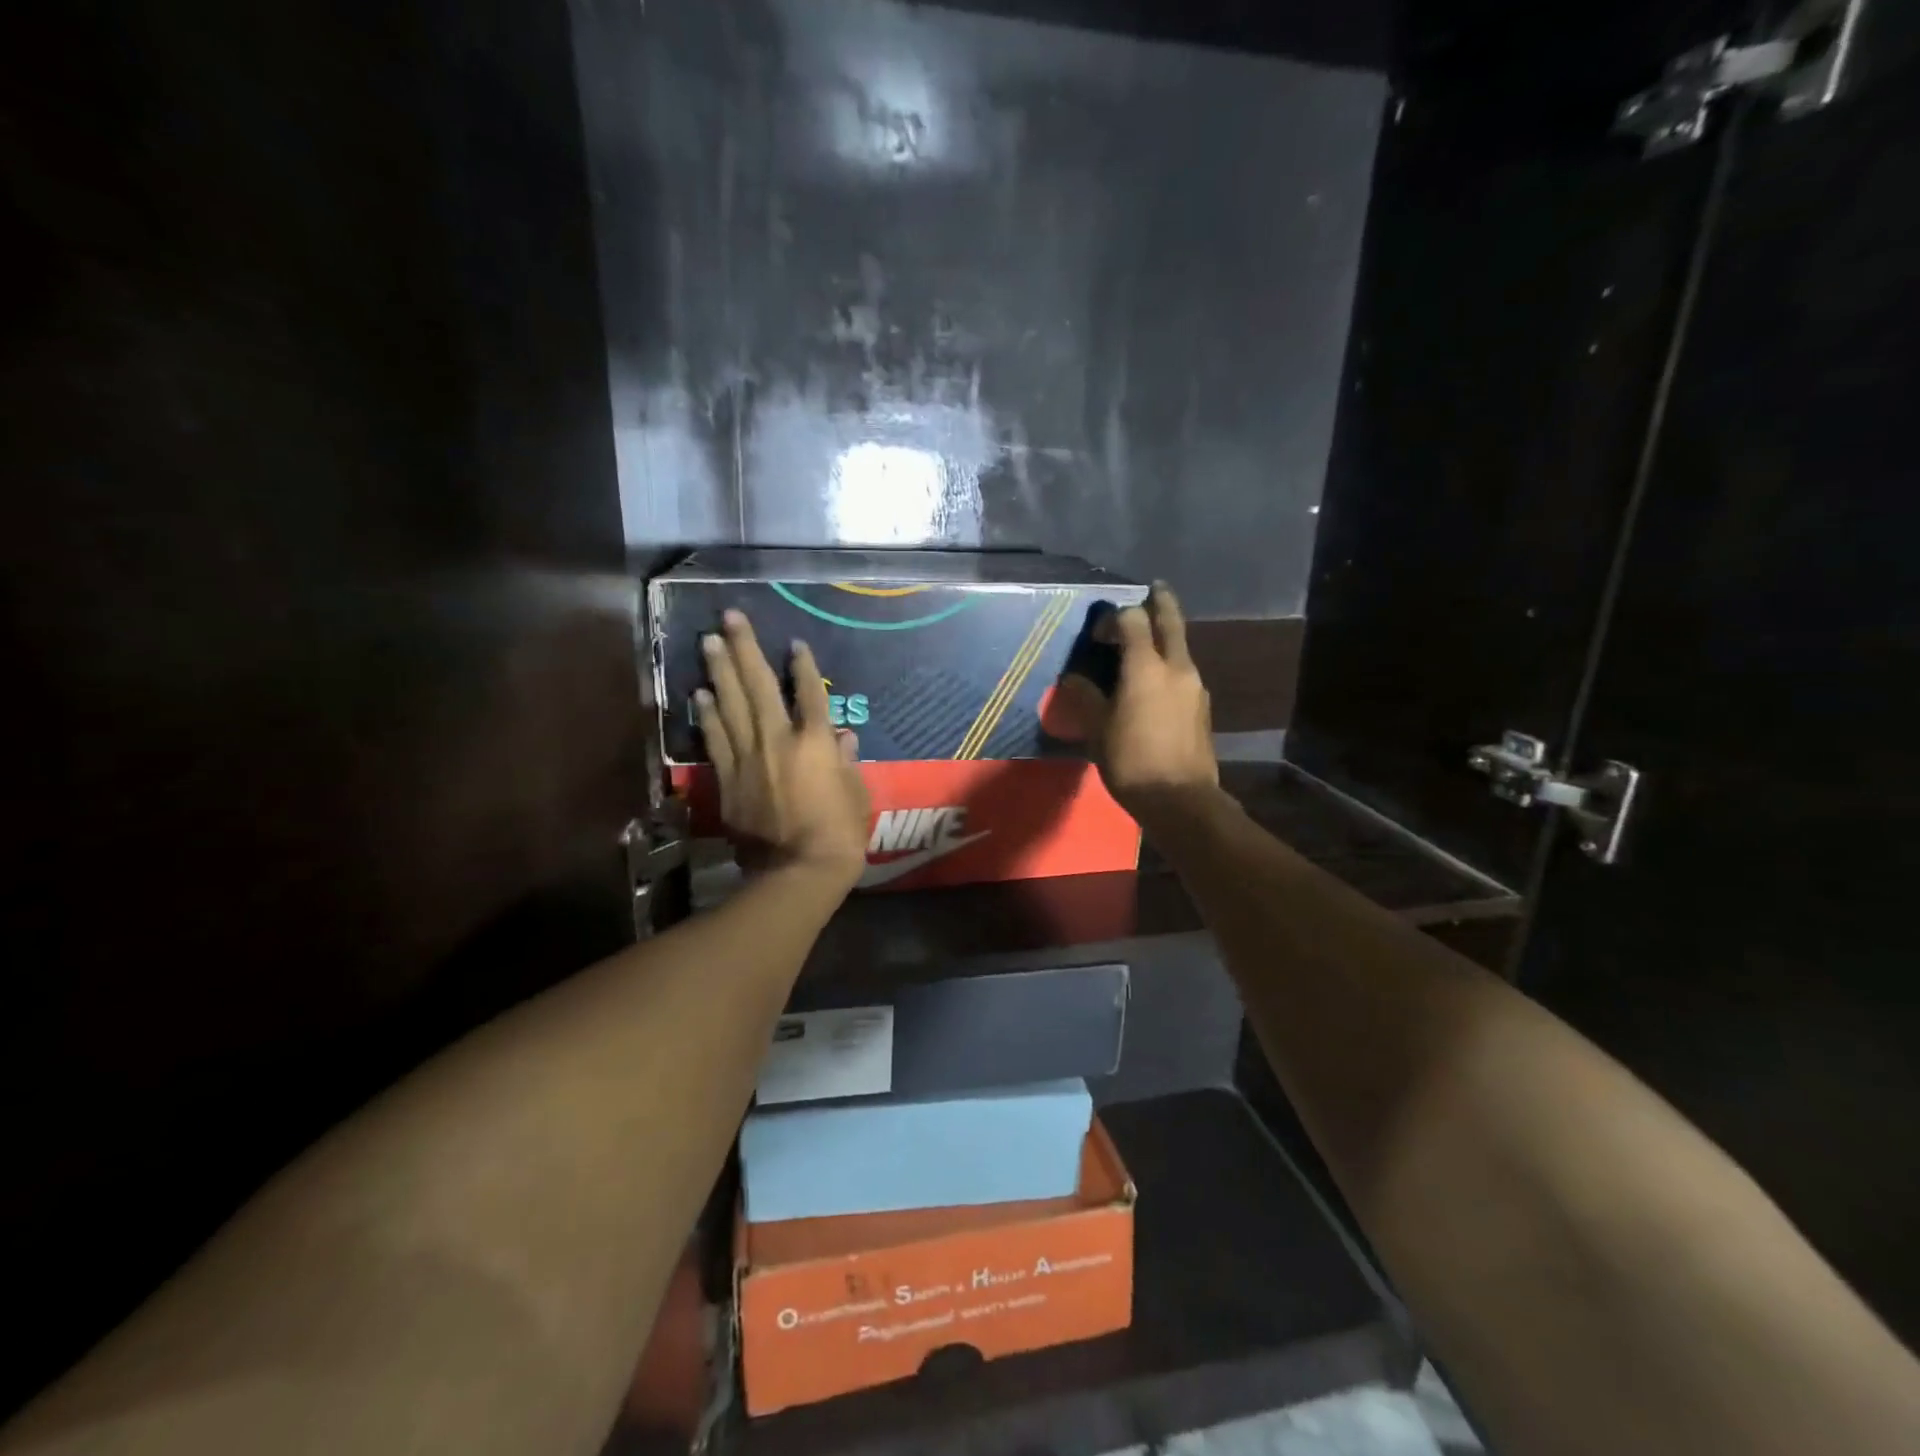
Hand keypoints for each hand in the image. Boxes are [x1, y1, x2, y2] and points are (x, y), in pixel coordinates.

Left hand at [695, 610, 870, 889]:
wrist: (797, 871)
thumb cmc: (839, 833)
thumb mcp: (856, 794)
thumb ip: (846, 761)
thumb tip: (842, 736)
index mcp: (816, 742)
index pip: (810, 693)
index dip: (803, 666)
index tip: (795, 643)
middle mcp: (778, 739)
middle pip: (759, 685)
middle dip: (746, 649)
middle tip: (731, 618)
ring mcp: (749, 757)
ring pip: (731, 705)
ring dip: (719, 671)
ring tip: (708, 641)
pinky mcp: (728, 779)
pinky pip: (716, 739)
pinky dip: (707, 715)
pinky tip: (700, 694)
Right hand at [1058, 583, 1218, 824]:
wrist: (1180, 800)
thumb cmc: (1131, 761)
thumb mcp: (1098, 729)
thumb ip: (1086, 697)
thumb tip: (1073, 680)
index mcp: (1146, 667)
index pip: (1133, 620)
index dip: (1115, 617)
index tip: (1099, 634)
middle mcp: (1177, 667)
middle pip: (1171, 621)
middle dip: (1161, 602)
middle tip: (1154, 589)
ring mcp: (1195, 687)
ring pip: (1181, 648)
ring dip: (1165, 638)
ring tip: (1146, 645)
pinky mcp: (1202, 707)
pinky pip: (1183, 673)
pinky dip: (1170, 666)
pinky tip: (1155, 685)